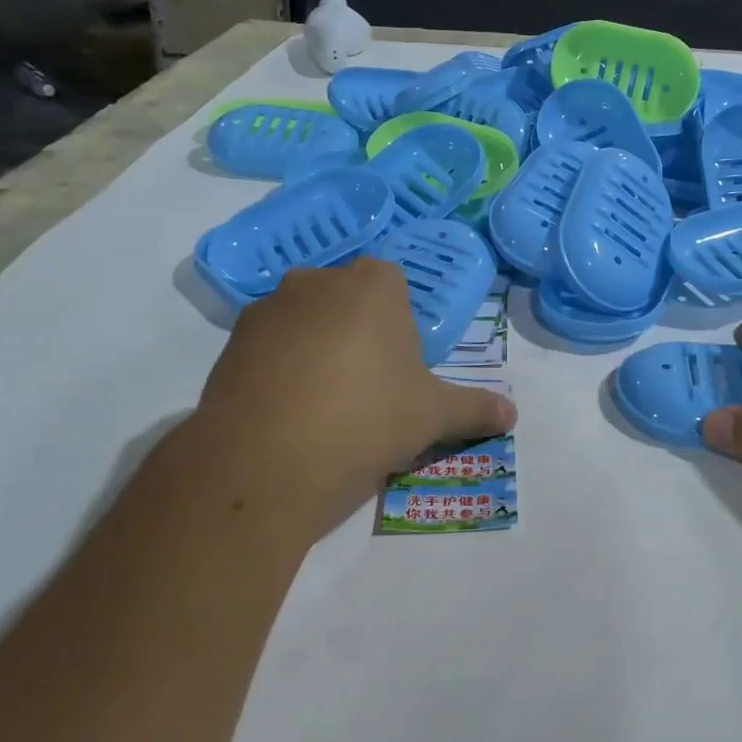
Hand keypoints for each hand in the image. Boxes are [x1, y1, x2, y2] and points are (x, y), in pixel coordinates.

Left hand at [186, 258, 514, 531]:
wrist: (267, 461)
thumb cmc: (367, 419)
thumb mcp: (433, 416)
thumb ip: (475, 409)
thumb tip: (513, 417)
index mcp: (373, 284)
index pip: (395, 290)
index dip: (401, 332)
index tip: (399, 373)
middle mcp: (318, 280)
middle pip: (349, 302)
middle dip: (358, 335)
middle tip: (366, 392)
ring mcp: (267, 308)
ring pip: (306, 322)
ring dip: (316, 350)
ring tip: (322, 408)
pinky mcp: (229, 342)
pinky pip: (268, 348)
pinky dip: (279, 370)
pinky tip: (285, 414)